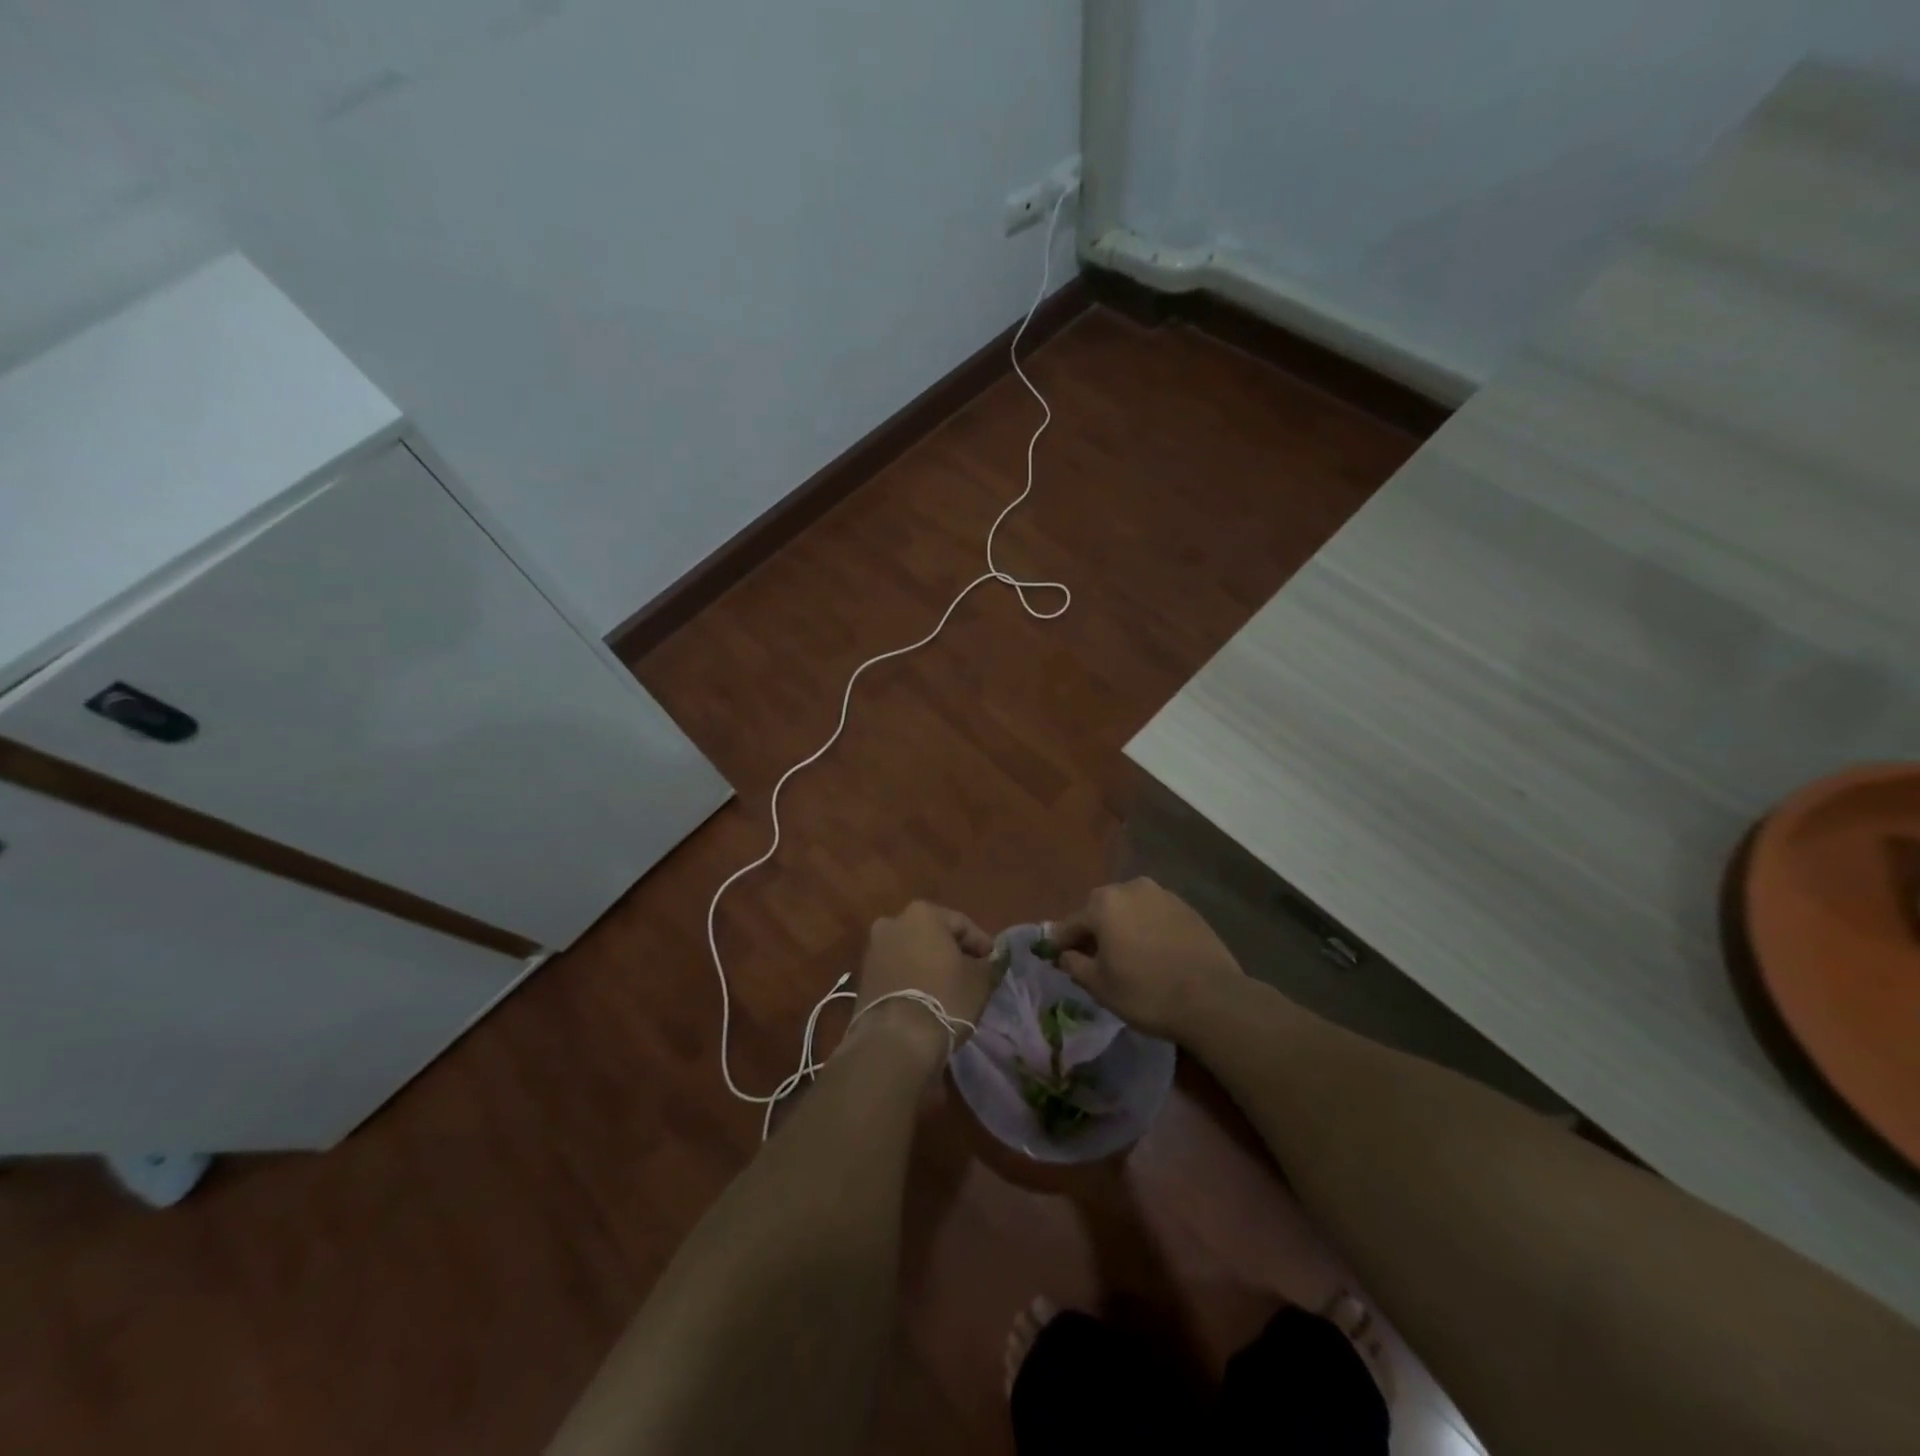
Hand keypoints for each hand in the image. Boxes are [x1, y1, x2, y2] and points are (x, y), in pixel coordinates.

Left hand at [848, 902, 996, 1068]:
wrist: (895, 1039)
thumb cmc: (944, 998)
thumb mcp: (980, 980)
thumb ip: (988, 963)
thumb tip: (988, 960)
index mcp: (923, 913)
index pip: (962, 924)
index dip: (981, 944)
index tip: (992, 963)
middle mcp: (893, 921)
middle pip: (933, 934)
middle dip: (952, 951)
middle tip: (971, 974)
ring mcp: (874, 948)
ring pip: (912, 951)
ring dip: (930, 964)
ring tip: (948, 988)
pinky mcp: (864, 975)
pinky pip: (896, 969)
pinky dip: (911, 977)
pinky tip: (925, 997)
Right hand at [1051, 879, 1244, 1043]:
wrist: (1212, 998)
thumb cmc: (1146, 992)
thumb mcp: (1100, 986)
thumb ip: (1075, 964)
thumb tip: (1065, 954)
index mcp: (1103, 903)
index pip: (1071, 923)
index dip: (1061, 943)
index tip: (1057, 958)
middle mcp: (1130, 888)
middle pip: (1101, 910)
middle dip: (1093, 931)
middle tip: (1093, 959)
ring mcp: (1162, 894)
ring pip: (1129, 909)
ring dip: (1122, 927)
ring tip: (1125, 955)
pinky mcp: (1186, 907)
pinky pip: (1154, 915)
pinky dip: (1147, 928)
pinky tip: (1152, 952)